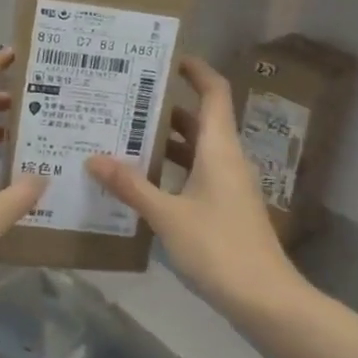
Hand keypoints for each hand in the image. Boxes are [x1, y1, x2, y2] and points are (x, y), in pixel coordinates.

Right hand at [87, 56, 301, 321]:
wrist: (264, 298)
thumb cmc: (218, 247)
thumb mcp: (167, 215)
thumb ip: (132, 186)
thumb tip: (94, 158)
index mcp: (219, 149)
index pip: (214, 93)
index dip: (196, 71)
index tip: (167, 59)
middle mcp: (227, 160)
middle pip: (200, 121)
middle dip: (166, 109)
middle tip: (125, 102)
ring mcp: (228, 187)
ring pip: (197, 151)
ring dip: (166, 143)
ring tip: (124, 137)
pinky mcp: (225, 210)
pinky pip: (196, 176)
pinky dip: (172, 171)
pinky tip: (142, 183)